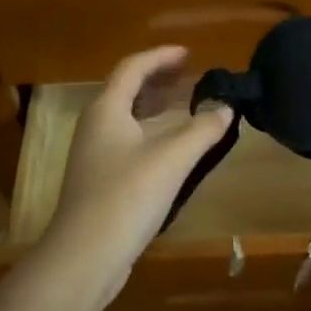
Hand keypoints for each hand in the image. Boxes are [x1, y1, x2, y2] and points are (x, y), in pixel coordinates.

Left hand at [35, 46, 233, 310]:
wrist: (84, 257)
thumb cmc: (126, 197)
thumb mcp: (172, 160)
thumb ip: (202, 130)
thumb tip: (226, 108)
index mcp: (106, 110)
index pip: (132, 68)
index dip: (160, 56)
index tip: (189, 53)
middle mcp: (95, 126)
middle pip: (125, 90)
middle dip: (157, 78)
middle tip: (188, 74)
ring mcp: (93, 155)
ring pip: (125, 117)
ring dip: (153, 105)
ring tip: (182, 103)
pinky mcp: (98, 181)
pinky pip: (126, 140)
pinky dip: (149, 131)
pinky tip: (169, 147)